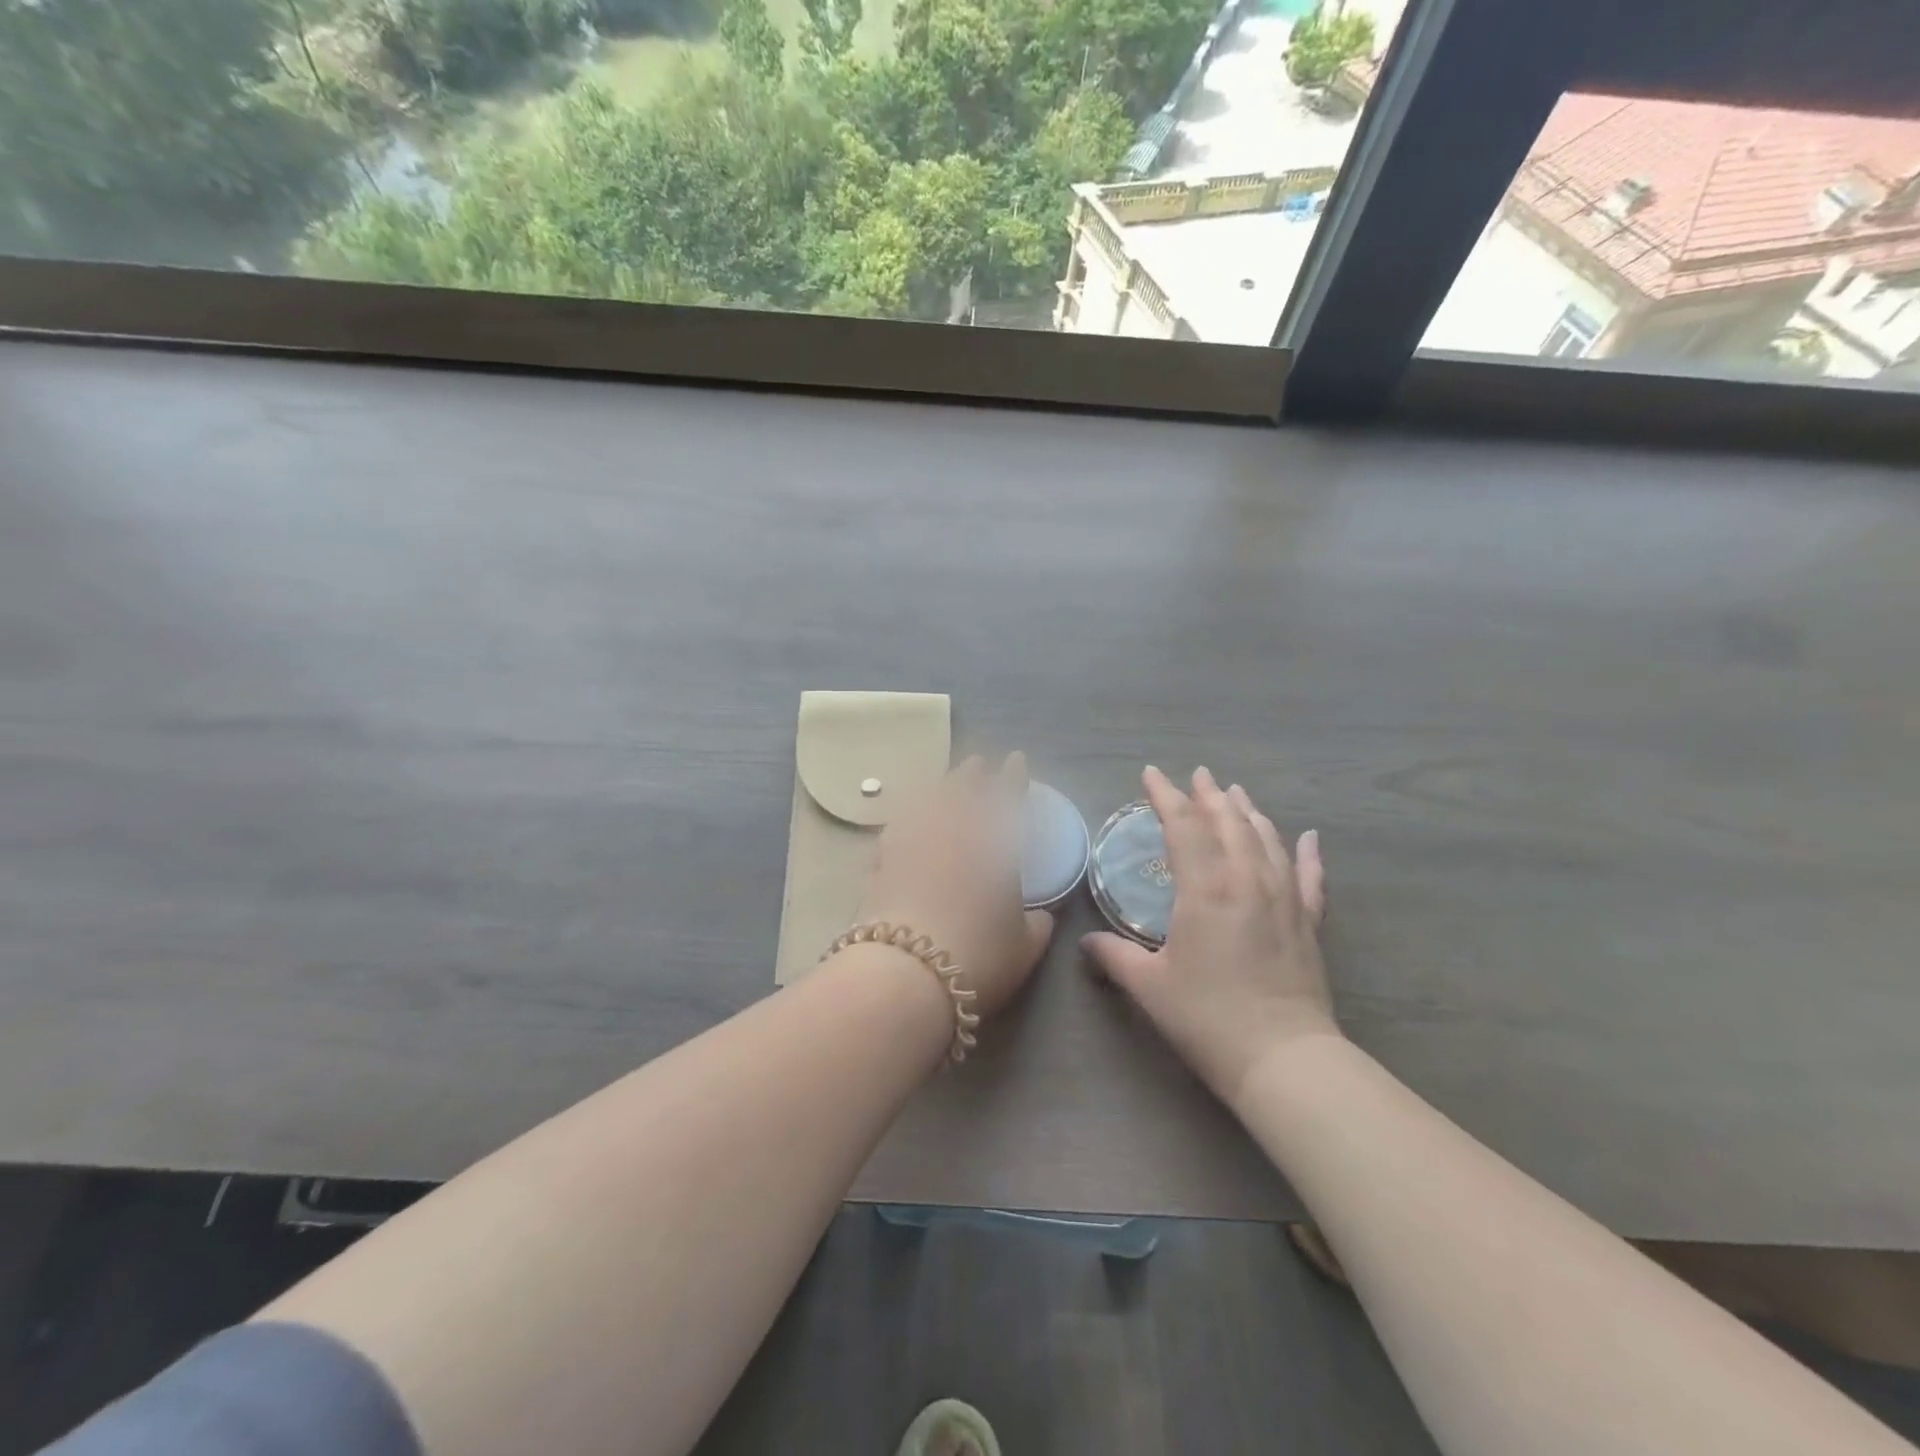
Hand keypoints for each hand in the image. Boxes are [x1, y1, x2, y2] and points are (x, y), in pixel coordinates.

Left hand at [851, 753, 1054, 1019]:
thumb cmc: (977, 959)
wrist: (903, 975)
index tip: (1015, 759)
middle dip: (972, 774)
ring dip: (938, 787)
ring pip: (926, 801)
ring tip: (943, 783)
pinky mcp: (880, 861)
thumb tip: (1042, 915)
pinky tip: (906, 820)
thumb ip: (1037, 926)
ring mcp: (912, 842)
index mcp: (994, 845)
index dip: (1013, 777)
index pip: (1007, 797)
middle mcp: (952, 832)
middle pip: (962, 789)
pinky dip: (906, 817)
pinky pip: (897, 826)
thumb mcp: (1024, 949)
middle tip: (977, 765)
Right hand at [1082, 766, 1334, 1102]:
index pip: (1183, 826)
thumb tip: (1087, 942)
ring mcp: (1284, 898)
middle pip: (1228, 822)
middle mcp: (1247, 880)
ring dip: (1248, 812)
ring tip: (1235, 793)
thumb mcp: (1149, 986)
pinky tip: (1310, 836)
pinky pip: (1310, 876)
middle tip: (1198, 775)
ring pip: (1266, 839)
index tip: (1151, 775)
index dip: (1166, 796)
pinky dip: (1308, 853)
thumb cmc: (1207, 1017)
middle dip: (1209, 795)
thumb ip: (1114, 956)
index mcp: (1205, 888)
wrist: (1282, 1058)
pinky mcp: (1309, 922)